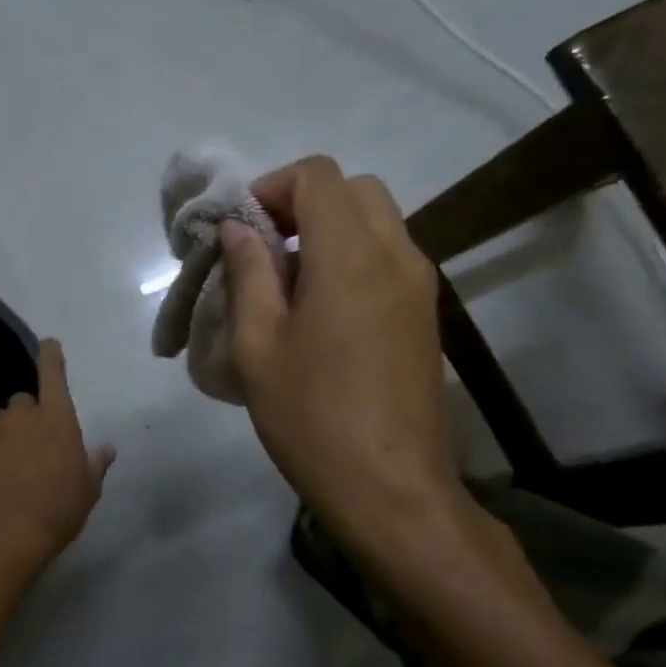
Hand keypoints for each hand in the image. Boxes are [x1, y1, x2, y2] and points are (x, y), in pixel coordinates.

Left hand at [0, 339, 114, 580]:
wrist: (0, 538)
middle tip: (30, 450)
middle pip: (23, 403)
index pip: (53, 375)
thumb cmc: (55, 513)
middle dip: (26, 419)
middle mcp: (21, 416)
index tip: (48, 345)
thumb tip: (106, 448)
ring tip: (3, 472)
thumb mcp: (87, 493)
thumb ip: (95, 464)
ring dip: (1, 439)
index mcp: (57, 420)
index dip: (51, 358)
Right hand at [220, 156, 468, 559]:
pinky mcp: (426, 315)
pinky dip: (352, 257)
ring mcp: (420, 286)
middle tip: (264, 249)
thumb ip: (249, 274)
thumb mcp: (258, 346)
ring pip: (377, 221)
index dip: (272, 187)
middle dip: (302, 202)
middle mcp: (398, 256)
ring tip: (287, 283)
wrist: (392, 490)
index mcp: (352, 257)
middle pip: (354, 189)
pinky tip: (320, 311)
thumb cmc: (312, 419)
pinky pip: (389, 257)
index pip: (319, 175)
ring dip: (329, 230)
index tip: (242, 230)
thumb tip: (239, 229)